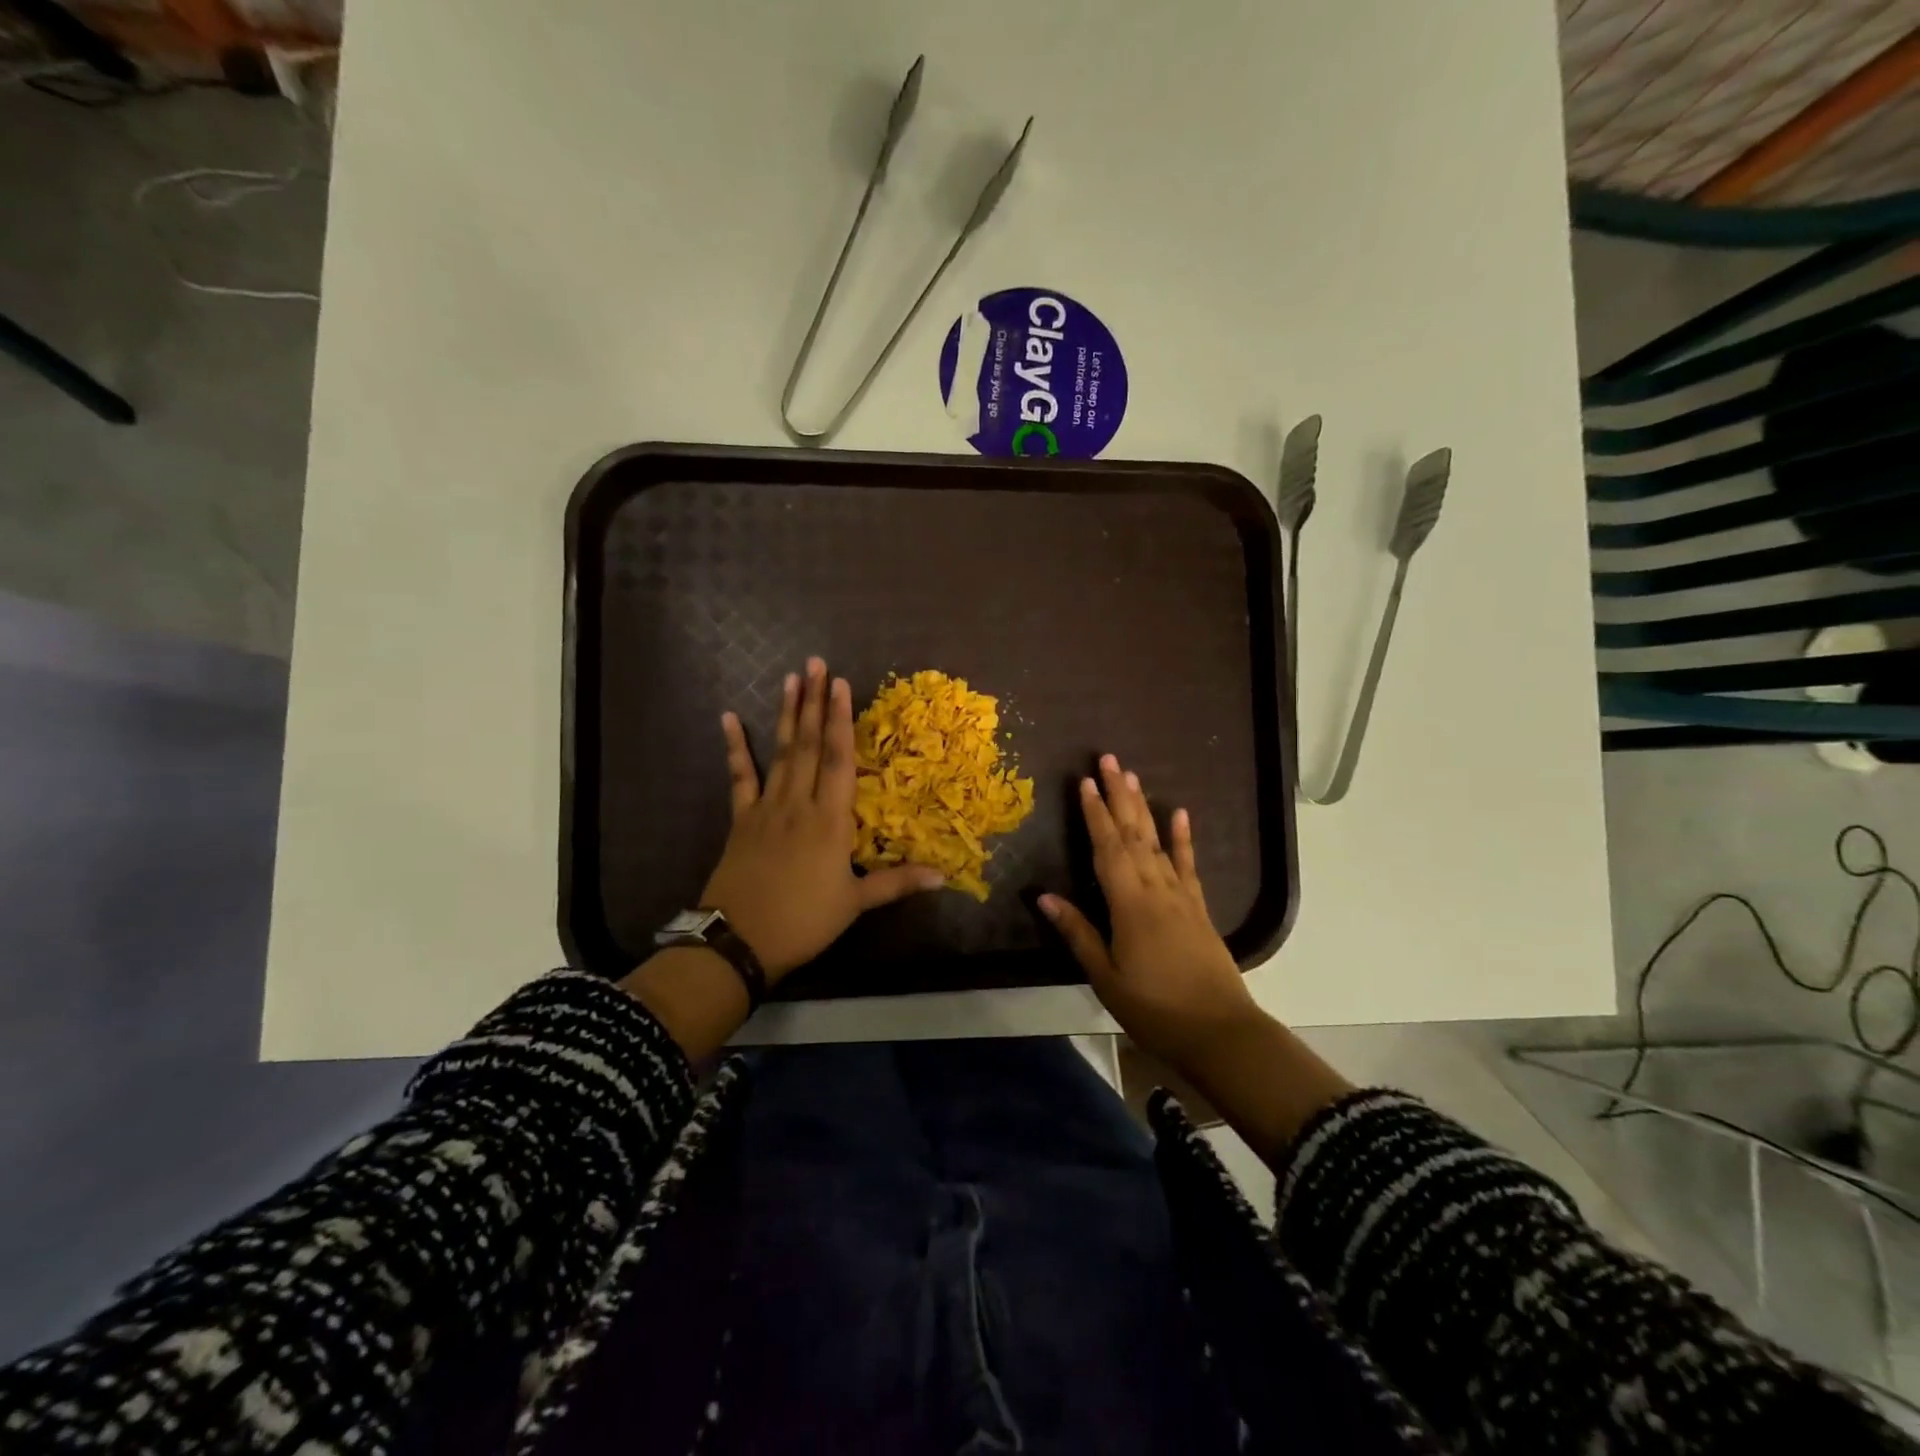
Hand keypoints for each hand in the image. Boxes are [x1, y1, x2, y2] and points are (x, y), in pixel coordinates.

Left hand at [701, 657, 943, 978]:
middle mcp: (799, 804)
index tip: (840, 684)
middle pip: (810, 746)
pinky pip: (739, 777)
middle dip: (815, 703)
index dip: (842, 721)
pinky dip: (735, 747)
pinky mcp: (742, 820)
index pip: (839, 761)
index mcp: (830, 821)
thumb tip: (944, 876)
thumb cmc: (803, 921)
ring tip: (790, 678)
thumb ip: (897, 883)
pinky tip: (728, 718)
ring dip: (787, 715)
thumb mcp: (854, 903)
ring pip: (780, 753)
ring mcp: (766, 808)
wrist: (738, 941)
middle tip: (815, 663)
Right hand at [1039, 755, 1260, 1068]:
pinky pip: (1188, 865)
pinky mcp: (1198, 907)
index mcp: (1129, 905)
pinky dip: (1183, 839)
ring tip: (1133, 776)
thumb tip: (1044, 896)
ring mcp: (1181, 896)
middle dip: (1119, 795)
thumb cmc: (1155, 1008)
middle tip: (1109, 760)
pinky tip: (1180, 814)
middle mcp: (1156, 889)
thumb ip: (1078, 933)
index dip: (1094, 814)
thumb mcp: (1106, 977)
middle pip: (1133, 834)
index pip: (1107, 849)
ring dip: (1143, 807)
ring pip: (1157, 842)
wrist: (1219, 1032)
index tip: (1085, 782)